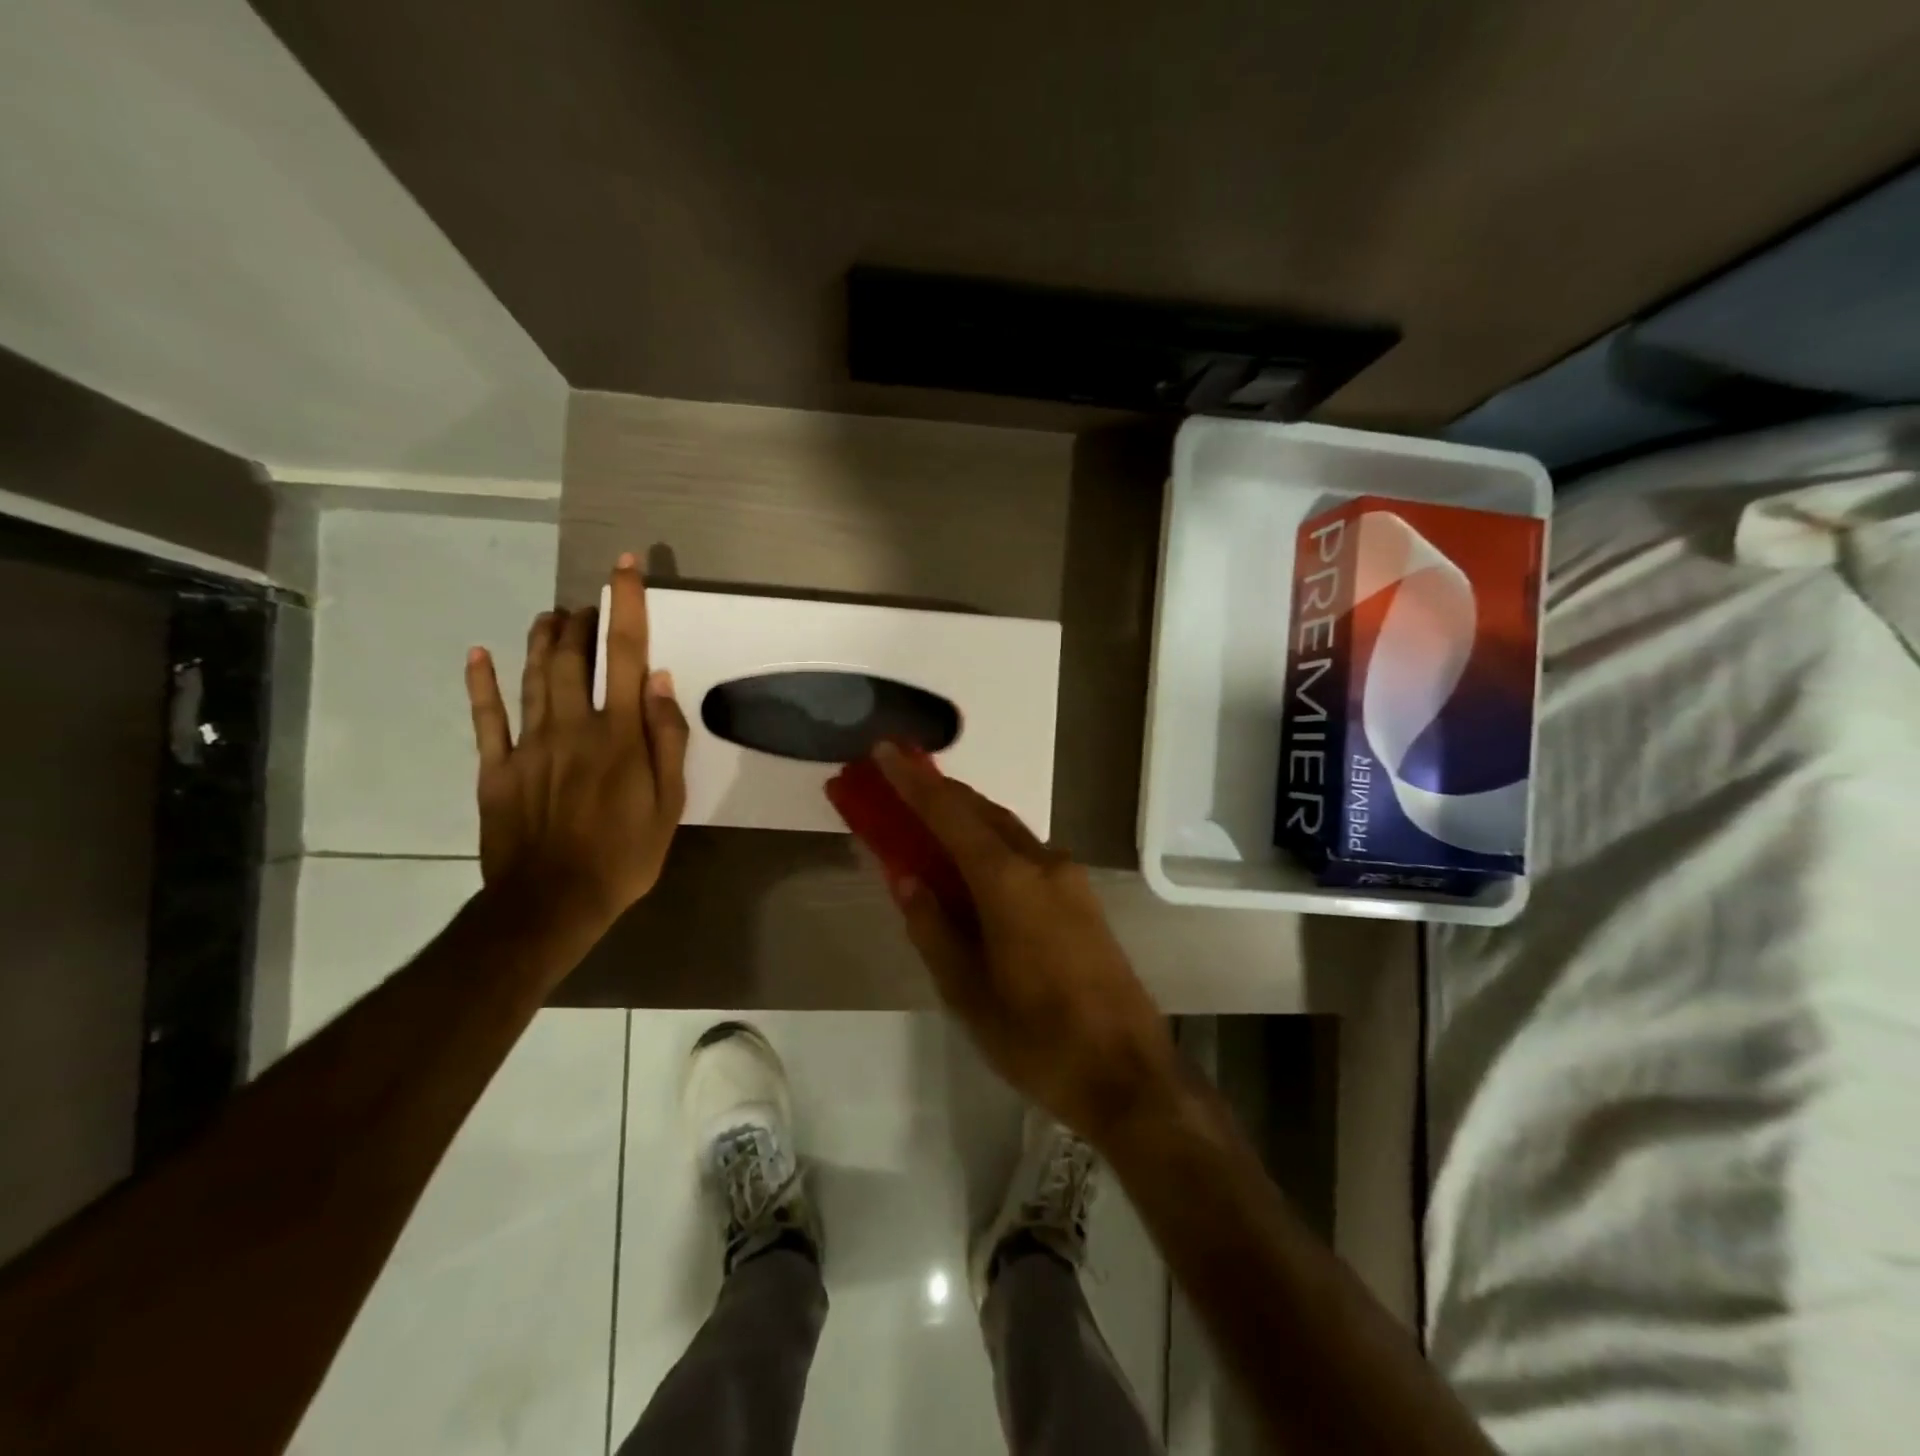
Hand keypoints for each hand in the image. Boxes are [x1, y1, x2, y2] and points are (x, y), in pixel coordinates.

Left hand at [463, 556, 688, 930]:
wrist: (551, 904)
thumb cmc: (624, 855)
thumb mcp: (669, 804)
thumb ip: (667, 740)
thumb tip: (660, 683)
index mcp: (619, 734)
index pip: (626, 656)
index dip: (627, 606)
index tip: (625, 567)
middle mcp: (573, 726)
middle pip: (572, 657)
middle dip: (582, 620)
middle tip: (588, 602)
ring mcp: (529, 745)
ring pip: (532, 677)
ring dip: (541, 639)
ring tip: (550, 613)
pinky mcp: (496, 768)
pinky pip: (487, 718)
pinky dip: (482, 684)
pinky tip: (479, 654)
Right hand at [872, 745, 1179, 1145]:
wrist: (1127, 1072)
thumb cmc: (1036, 1038)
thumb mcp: (966, 992)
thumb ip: (932, 927)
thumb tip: (906, 878)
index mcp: (1008, 882)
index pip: (950, 815)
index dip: (913, 782)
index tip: (884, 752)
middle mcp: (1042, 864)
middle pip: (982, 812)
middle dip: (938, 793)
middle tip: (898, 783)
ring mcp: (1069, 878)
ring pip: (1007, 830)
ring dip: (966, 818)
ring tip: (927, 822)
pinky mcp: (1082, 897)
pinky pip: (1026, 853)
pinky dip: (991, 845)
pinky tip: (973, 867)